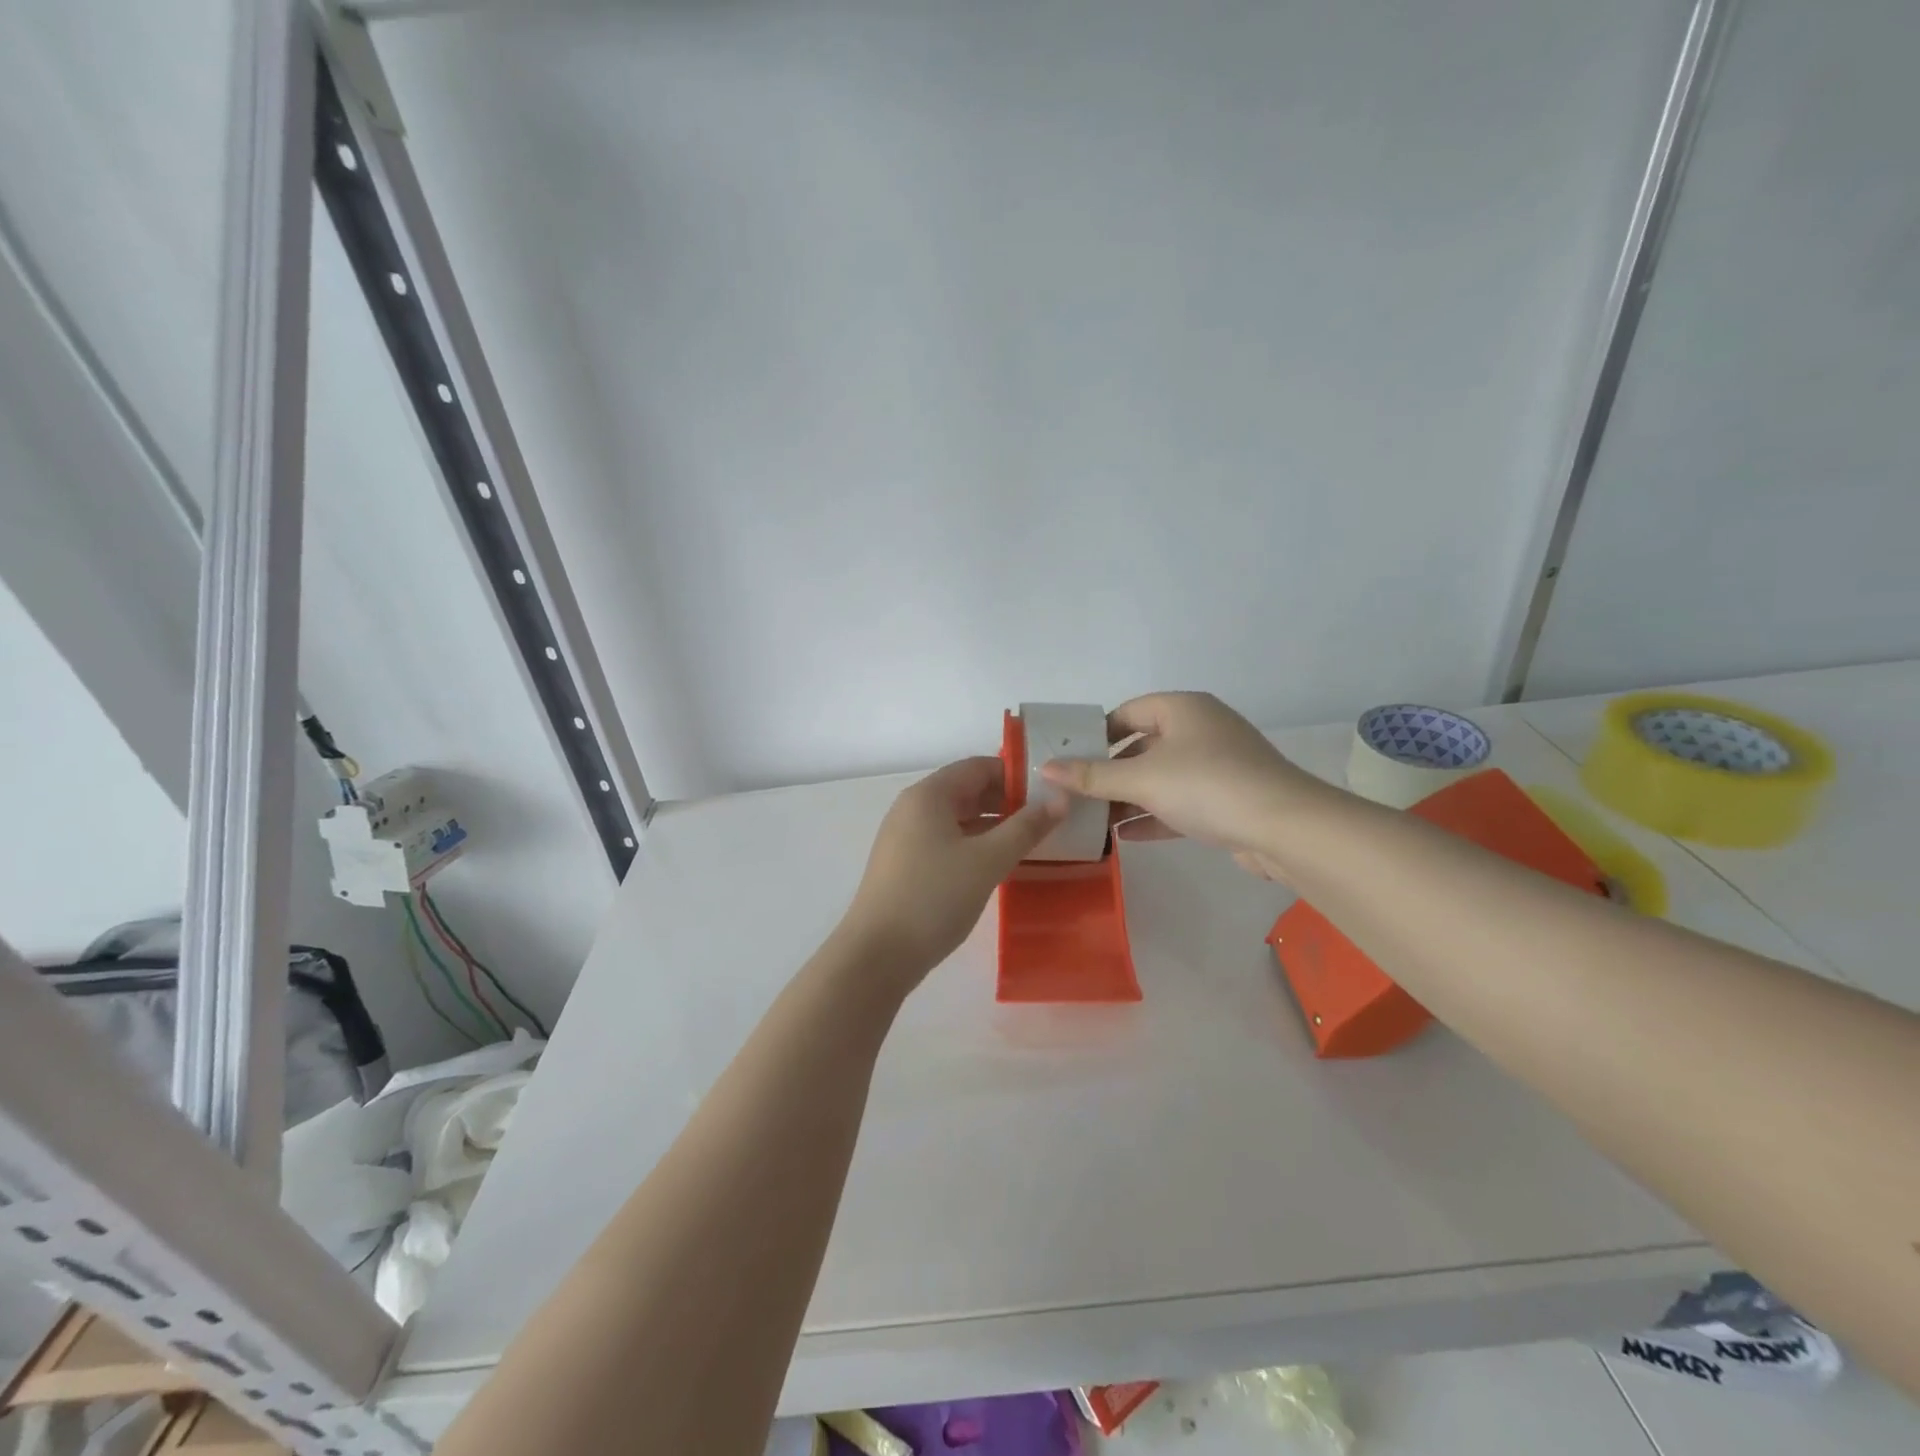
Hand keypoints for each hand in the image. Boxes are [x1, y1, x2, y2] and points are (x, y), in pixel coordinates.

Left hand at [839, 757, 1065, 982]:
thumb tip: (1061, 799)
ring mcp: (905, 837)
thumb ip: (1026, 828)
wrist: (877, 954)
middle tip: (1047, 820)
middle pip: (967, 790)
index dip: (1016, 775)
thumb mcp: (988, 860)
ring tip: (1030, 842)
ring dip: (993, 826)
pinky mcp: (905, 864)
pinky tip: (997, 865)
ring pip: (958, 818)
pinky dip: (974, 845)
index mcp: (929, 795)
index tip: (1050, 793)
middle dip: (1007, 801)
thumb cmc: (934, 897)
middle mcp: (913, 807)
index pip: (978, 767)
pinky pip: (947, 841)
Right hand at [1039, 693, 1318, 874]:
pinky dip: (1153, 815)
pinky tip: (1124, 836)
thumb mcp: (1142, 779)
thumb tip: (1045, 768)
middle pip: (1141, 746)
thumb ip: (1092, 776)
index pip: (1126, 712)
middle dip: (1109, 772)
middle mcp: (1200, 730)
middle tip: (1074, 793)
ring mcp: (1217, 765)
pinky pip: (1180, 802)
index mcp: (1182, 709)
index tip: (1068, 759)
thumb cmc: (1207, 785)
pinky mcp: (1227, 799)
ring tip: (1091, 819)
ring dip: (1128, 798)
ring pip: (1160, 777)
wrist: (1285, 828)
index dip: (1095, 734)